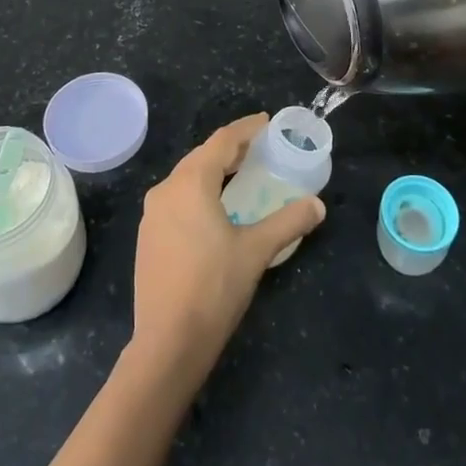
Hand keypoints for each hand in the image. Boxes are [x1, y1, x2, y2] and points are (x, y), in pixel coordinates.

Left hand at [130, 114, 325, 383]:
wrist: (167, 343)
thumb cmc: (214, 288)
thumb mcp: (256, 251)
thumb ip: (288, 222)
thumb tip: (317, 205)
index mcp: (190, 183)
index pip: (221, 141)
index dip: (245, 129)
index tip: (266, 122)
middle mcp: (166, 189)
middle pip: (201, 156)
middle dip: (230, 149)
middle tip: (259, 148)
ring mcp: (152, 214)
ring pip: (186, 178)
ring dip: (213, 171)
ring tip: (240, 174)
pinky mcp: (148, 236)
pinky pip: (177, 199)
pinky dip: (199, 192)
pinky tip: (215, 208)